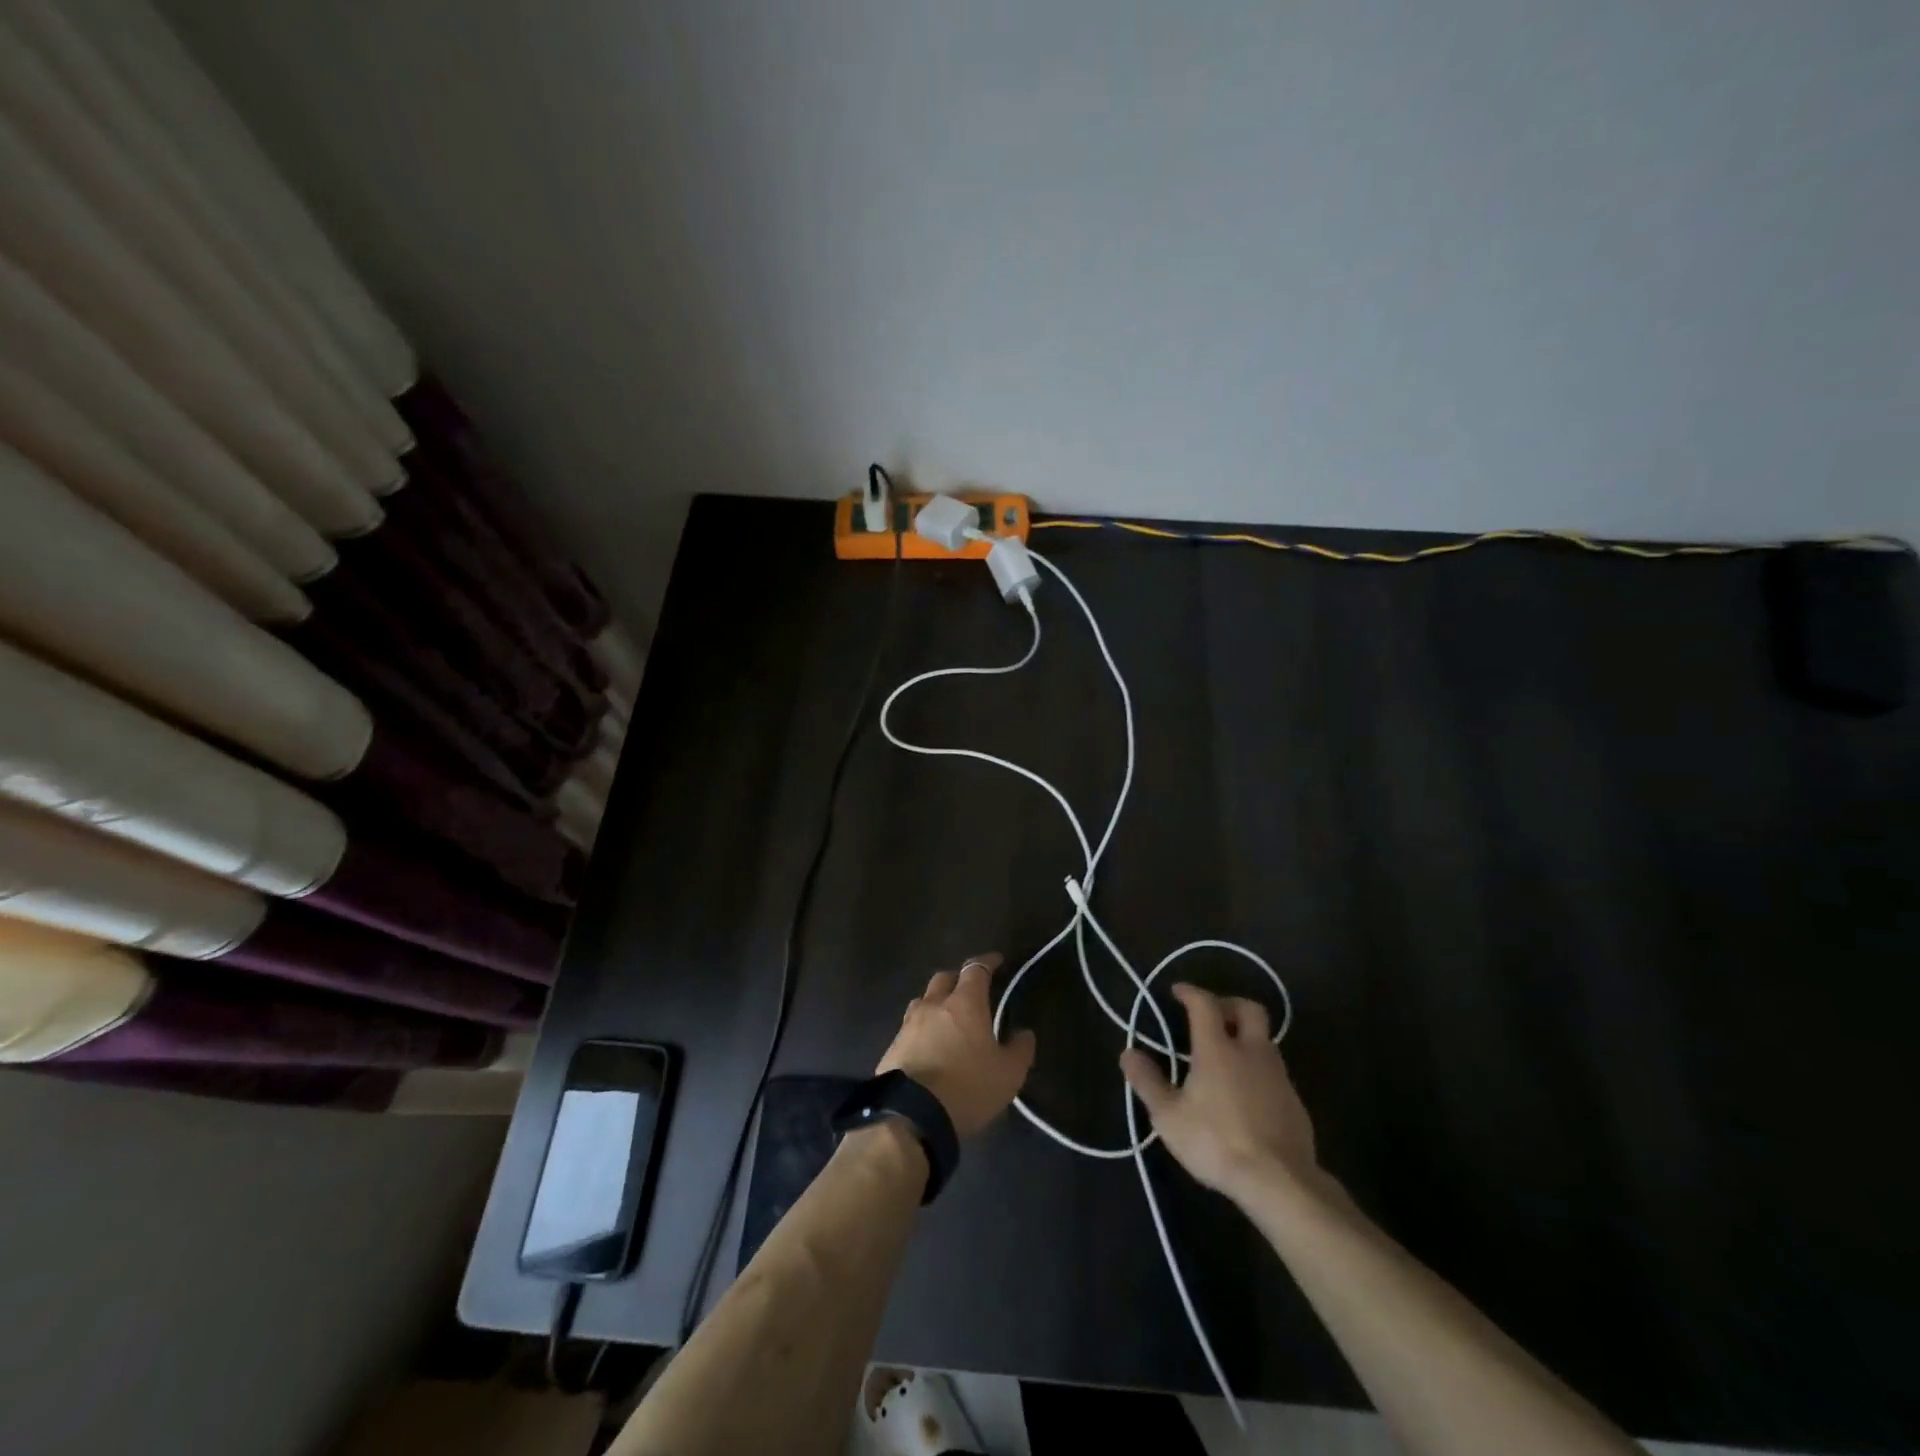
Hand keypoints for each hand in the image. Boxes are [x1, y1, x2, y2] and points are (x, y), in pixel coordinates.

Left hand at [876, 952, 1035, 1138]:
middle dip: (958, 979)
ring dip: (936, 1003)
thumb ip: (1020, 1050)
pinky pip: (910, 1028)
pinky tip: (928, 1045)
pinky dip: (921, 1029)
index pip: (976, 969)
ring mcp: (909, 1025)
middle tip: (970, 990)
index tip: (997, 960)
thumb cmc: (967, 1088)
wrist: (911, 1116)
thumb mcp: (1008, 1074)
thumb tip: (1024, 1033)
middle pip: (944, 978)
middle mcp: (934, 1005)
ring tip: (946, 1017)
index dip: (987, 962)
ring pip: (923, 1001)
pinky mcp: (892, 1047)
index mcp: (964, 1003)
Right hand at [1119, 982, 1316, 1202]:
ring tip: (1227, 1056)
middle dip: (1229, 1004)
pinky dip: (1259, 1069)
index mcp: (1218, 1049)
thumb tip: (1128, 1053)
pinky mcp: (1295, 1102)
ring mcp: (1279, 1076)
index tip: (1178, 991)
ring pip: (1265, 1040)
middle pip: (1249, 1009)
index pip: (1205, 1004)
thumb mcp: (1169, 1116)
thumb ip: (1148, 1082)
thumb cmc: (1216, 1142)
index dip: (1191, 992)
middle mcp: (1252, 1052)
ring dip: (1246, 1038)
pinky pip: (1275, 1072)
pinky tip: (1247, 1093)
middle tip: (1212, 1014)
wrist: (1280, 1182)